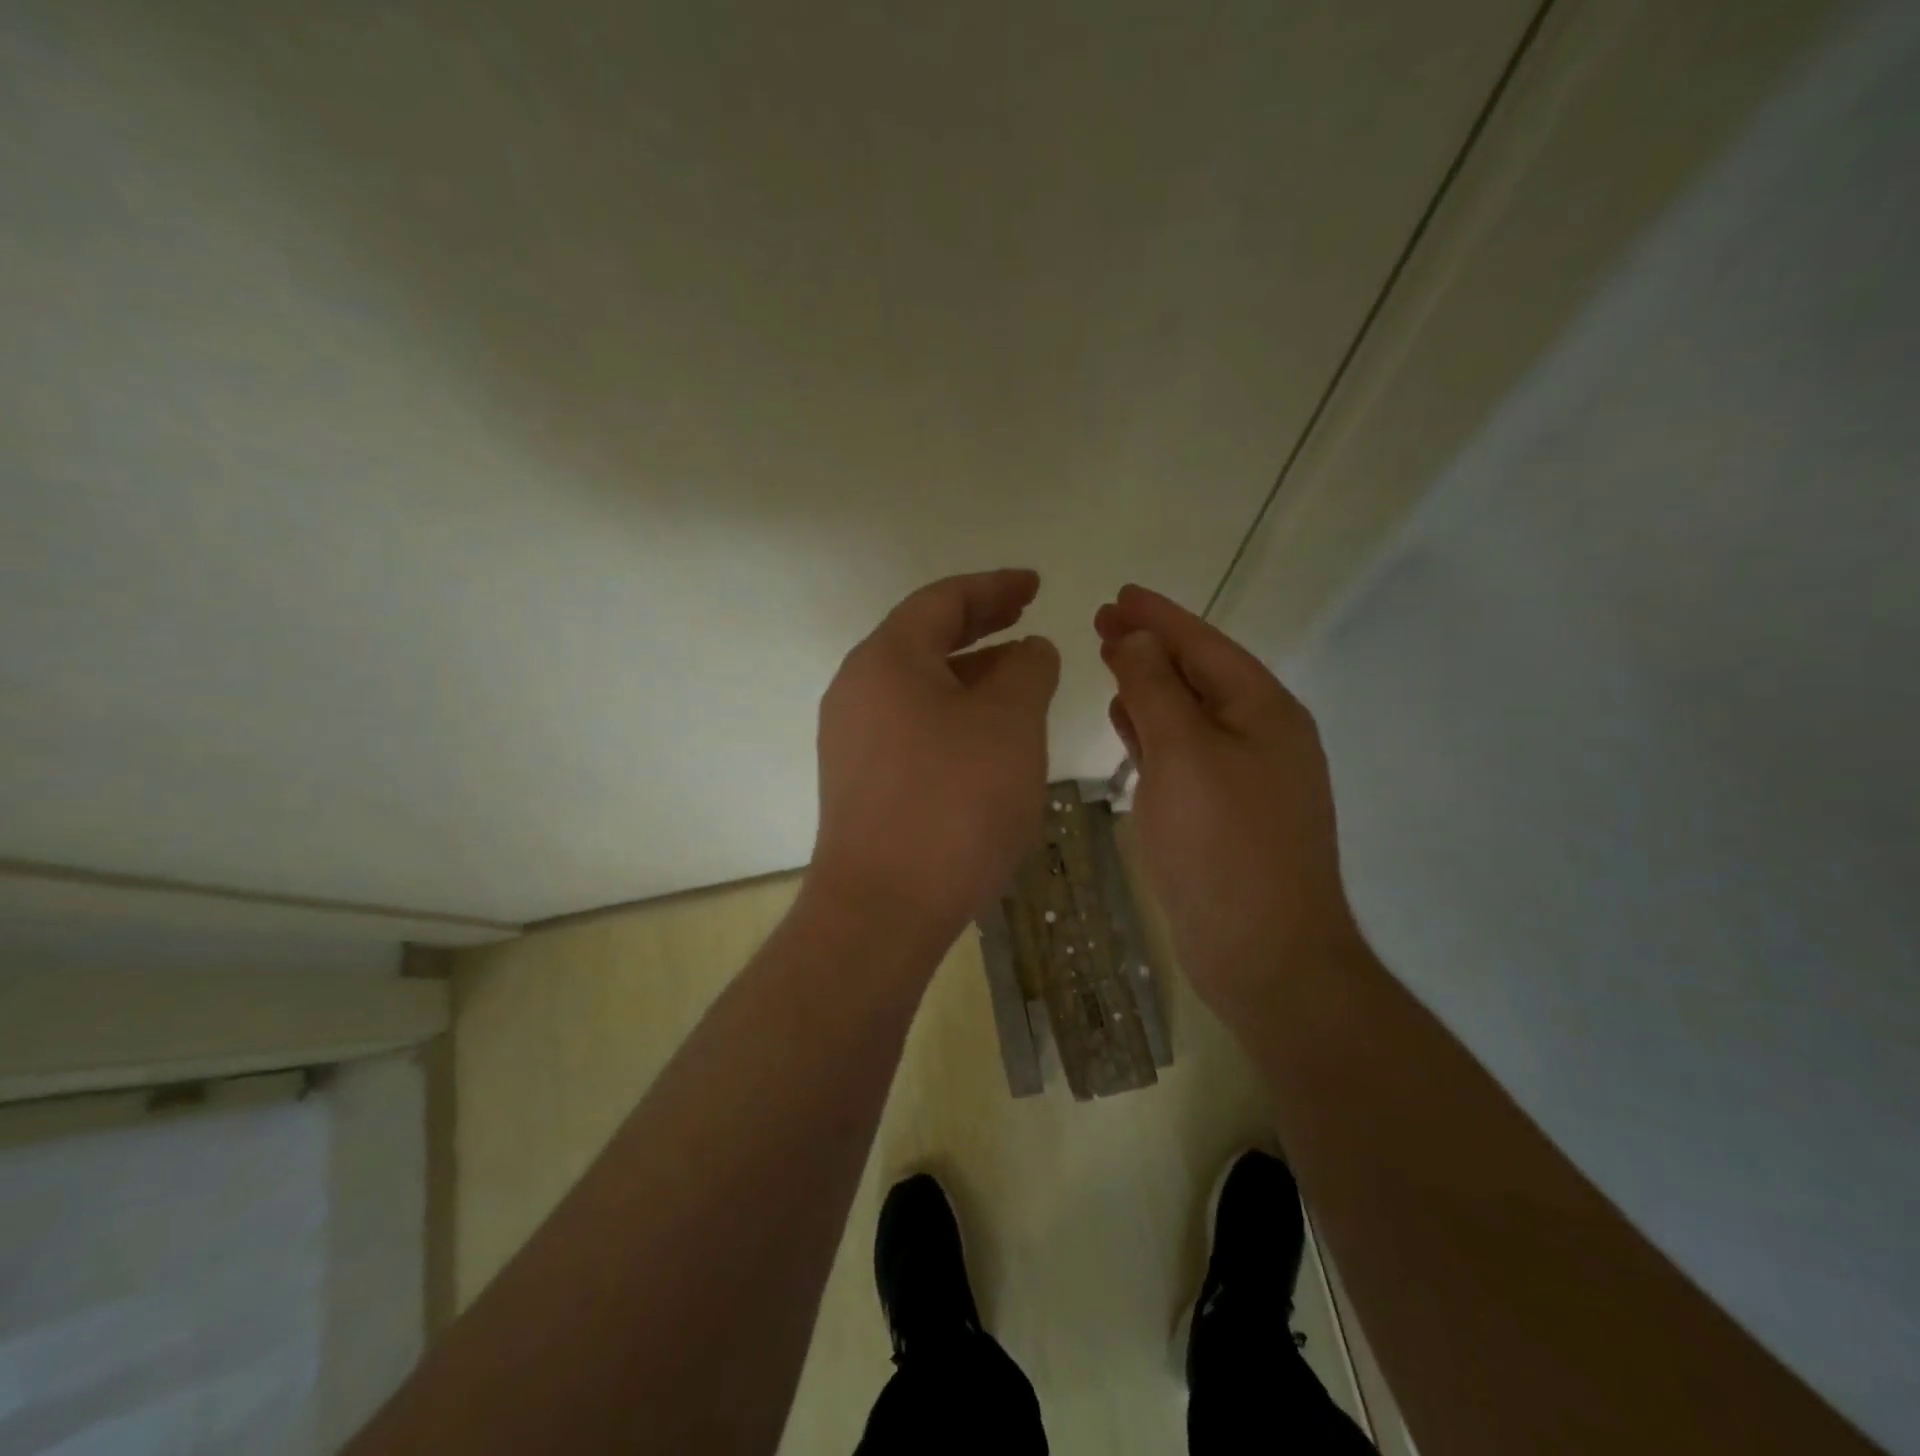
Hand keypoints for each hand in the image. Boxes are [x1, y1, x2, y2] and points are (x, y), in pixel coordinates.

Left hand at [811, 569, 1060, 943]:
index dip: (994, 587)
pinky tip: (984, 737)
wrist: (881, 910)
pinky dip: (951, 714)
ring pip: (918, 686)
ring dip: (969, 674)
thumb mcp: (1009, 723)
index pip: (943, 601)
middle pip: (924, 639)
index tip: (1035, 586)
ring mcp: (851, 738)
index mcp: (887, 659)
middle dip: (980, 625)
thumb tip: (1029, 650)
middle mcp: (858, 689)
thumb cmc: (953, 803)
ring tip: (1017, 678)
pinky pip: (910, 726)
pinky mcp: (858, 781)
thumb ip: (1027, 670)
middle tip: (1026, 618)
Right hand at [1095, 585, 1356, 1024]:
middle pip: (1199, 675)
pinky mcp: (1224, 814)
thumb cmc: (1223, 847)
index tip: (1119, 593)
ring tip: (1112, 662)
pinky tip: (1128, 724)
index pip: (1205, 645)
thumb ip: (1156, 691)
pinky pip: (1185, 754)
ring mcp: (1245, 779)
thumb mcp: (1184, 756)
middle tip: (1102, 623)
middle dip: (1151, 647)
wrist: (1265, 955)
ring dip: (1152, 687)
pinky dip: (1156, 733)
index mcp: (1264, 712)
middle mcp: (1262, 737)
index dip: (1160, 616)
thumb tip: (1137, 639)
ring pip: (1190, 715)